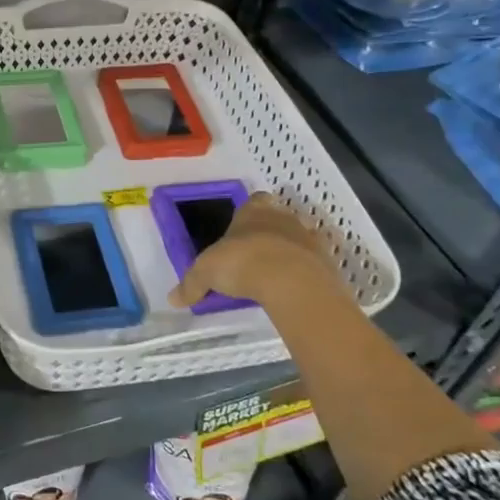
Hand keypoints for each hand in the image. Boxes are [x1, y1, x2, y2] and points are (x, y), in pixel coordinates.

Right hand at [168, 193, 358, 314]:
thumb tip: (172, 299)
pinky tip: (293, 288)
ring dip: (290, 251)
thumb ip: (191, 284)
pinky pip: (314, 262)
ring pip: (299, 238)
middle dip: (269, 232)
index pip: (254, 200)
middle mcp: (283, 217)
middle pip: (278, 217)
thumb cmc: (243, 262)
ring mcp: (309, 237)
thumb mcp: (206, 273)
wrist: (291, 281)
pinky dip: (306, 271)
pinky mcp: (327, 261)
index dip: (249, 213)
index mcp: (253, 210)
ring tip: (276, 273)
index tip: (241, 230)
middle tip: (255, 254)